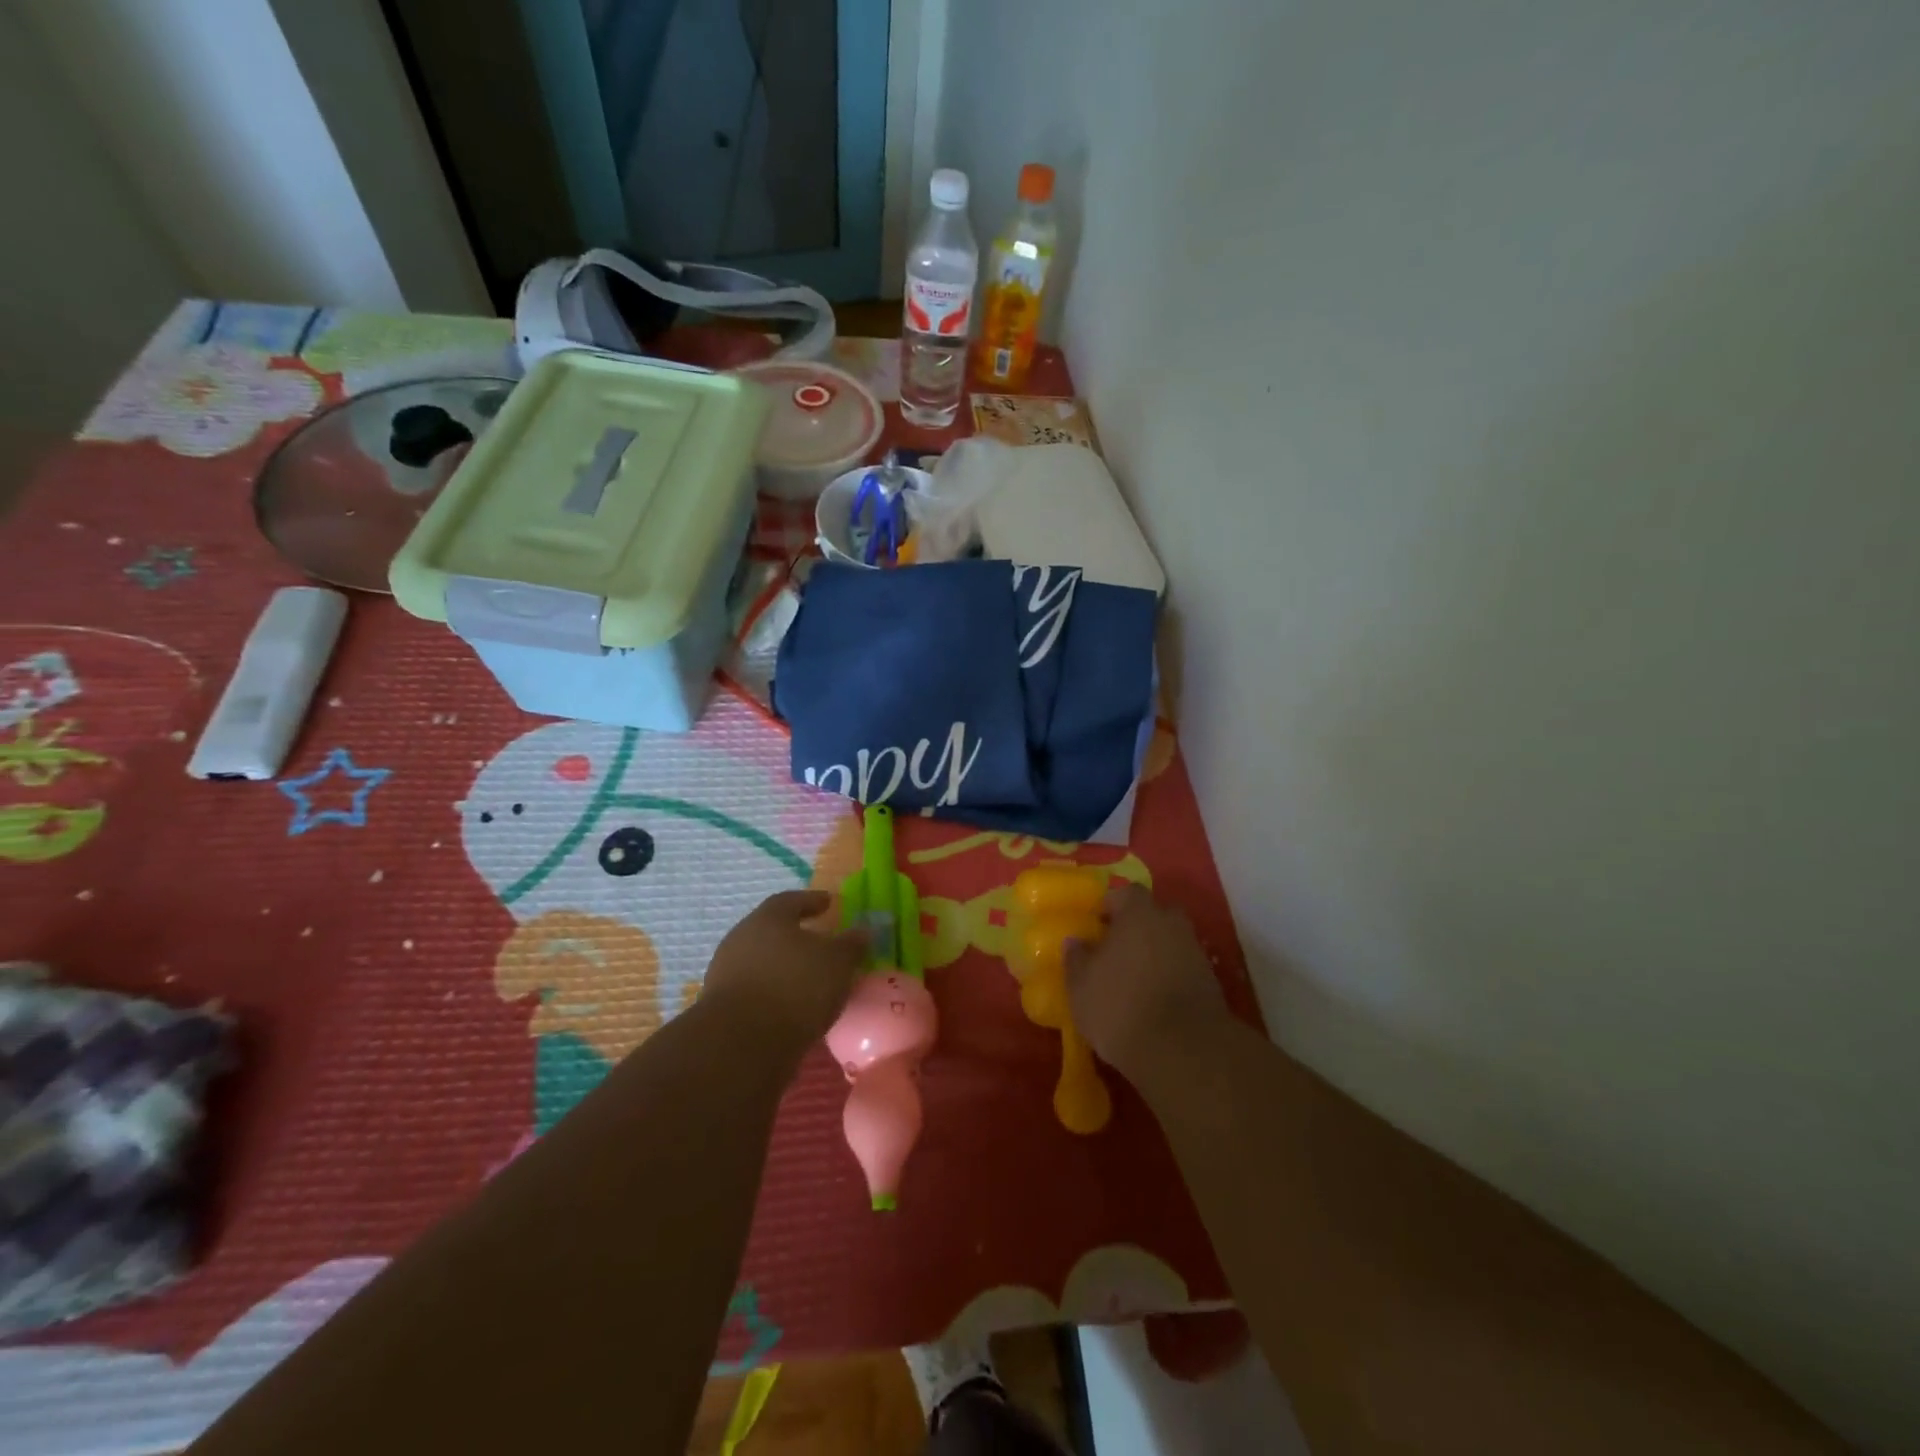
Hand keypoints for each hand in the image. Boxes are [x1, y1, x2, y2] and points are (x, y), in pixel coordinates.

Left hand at [701, 891, 867, 1053]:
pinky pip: (756, 990)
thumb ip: (851, 944)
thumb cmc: (795, 987)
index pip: (792, 900)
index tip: (829, 903)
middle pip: (773, 930)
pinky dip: (774, 993)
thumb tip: (863, 931)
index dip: (812, 901)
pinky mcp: (721, 1007)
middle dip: (797, 936)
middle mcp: (742, 938)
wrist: (741, 1044)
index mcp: (768, 918)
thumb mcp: (837, 962)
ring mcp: (726, 973)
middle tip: (821, 943)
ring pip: (762, 961)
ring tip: (810, 980)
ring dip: (784, 967)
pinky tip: (792, 1007)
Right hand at [1065, 884, 1229, 1083]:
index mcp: (1138, 913)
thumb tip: (1075, 942)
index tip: (1097, 926)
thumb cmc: (1120, 1006)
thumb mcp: (1081, 986)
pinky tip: (1155, 1000)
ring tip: (1134, 980)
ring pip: (1171, 942)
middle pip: (1155, 915)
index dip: (1111, 906)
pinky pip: (1184, 968)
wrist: (1183, 1050)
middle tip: (1118, 950)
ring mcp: (1195, 953)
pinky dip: (1171, 977)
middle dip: (1139, 927)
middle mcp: (1171, 924)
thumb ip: (1076, 958)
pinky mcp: (1211, 983)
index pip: (1126, 894)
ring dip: (1156, 954)